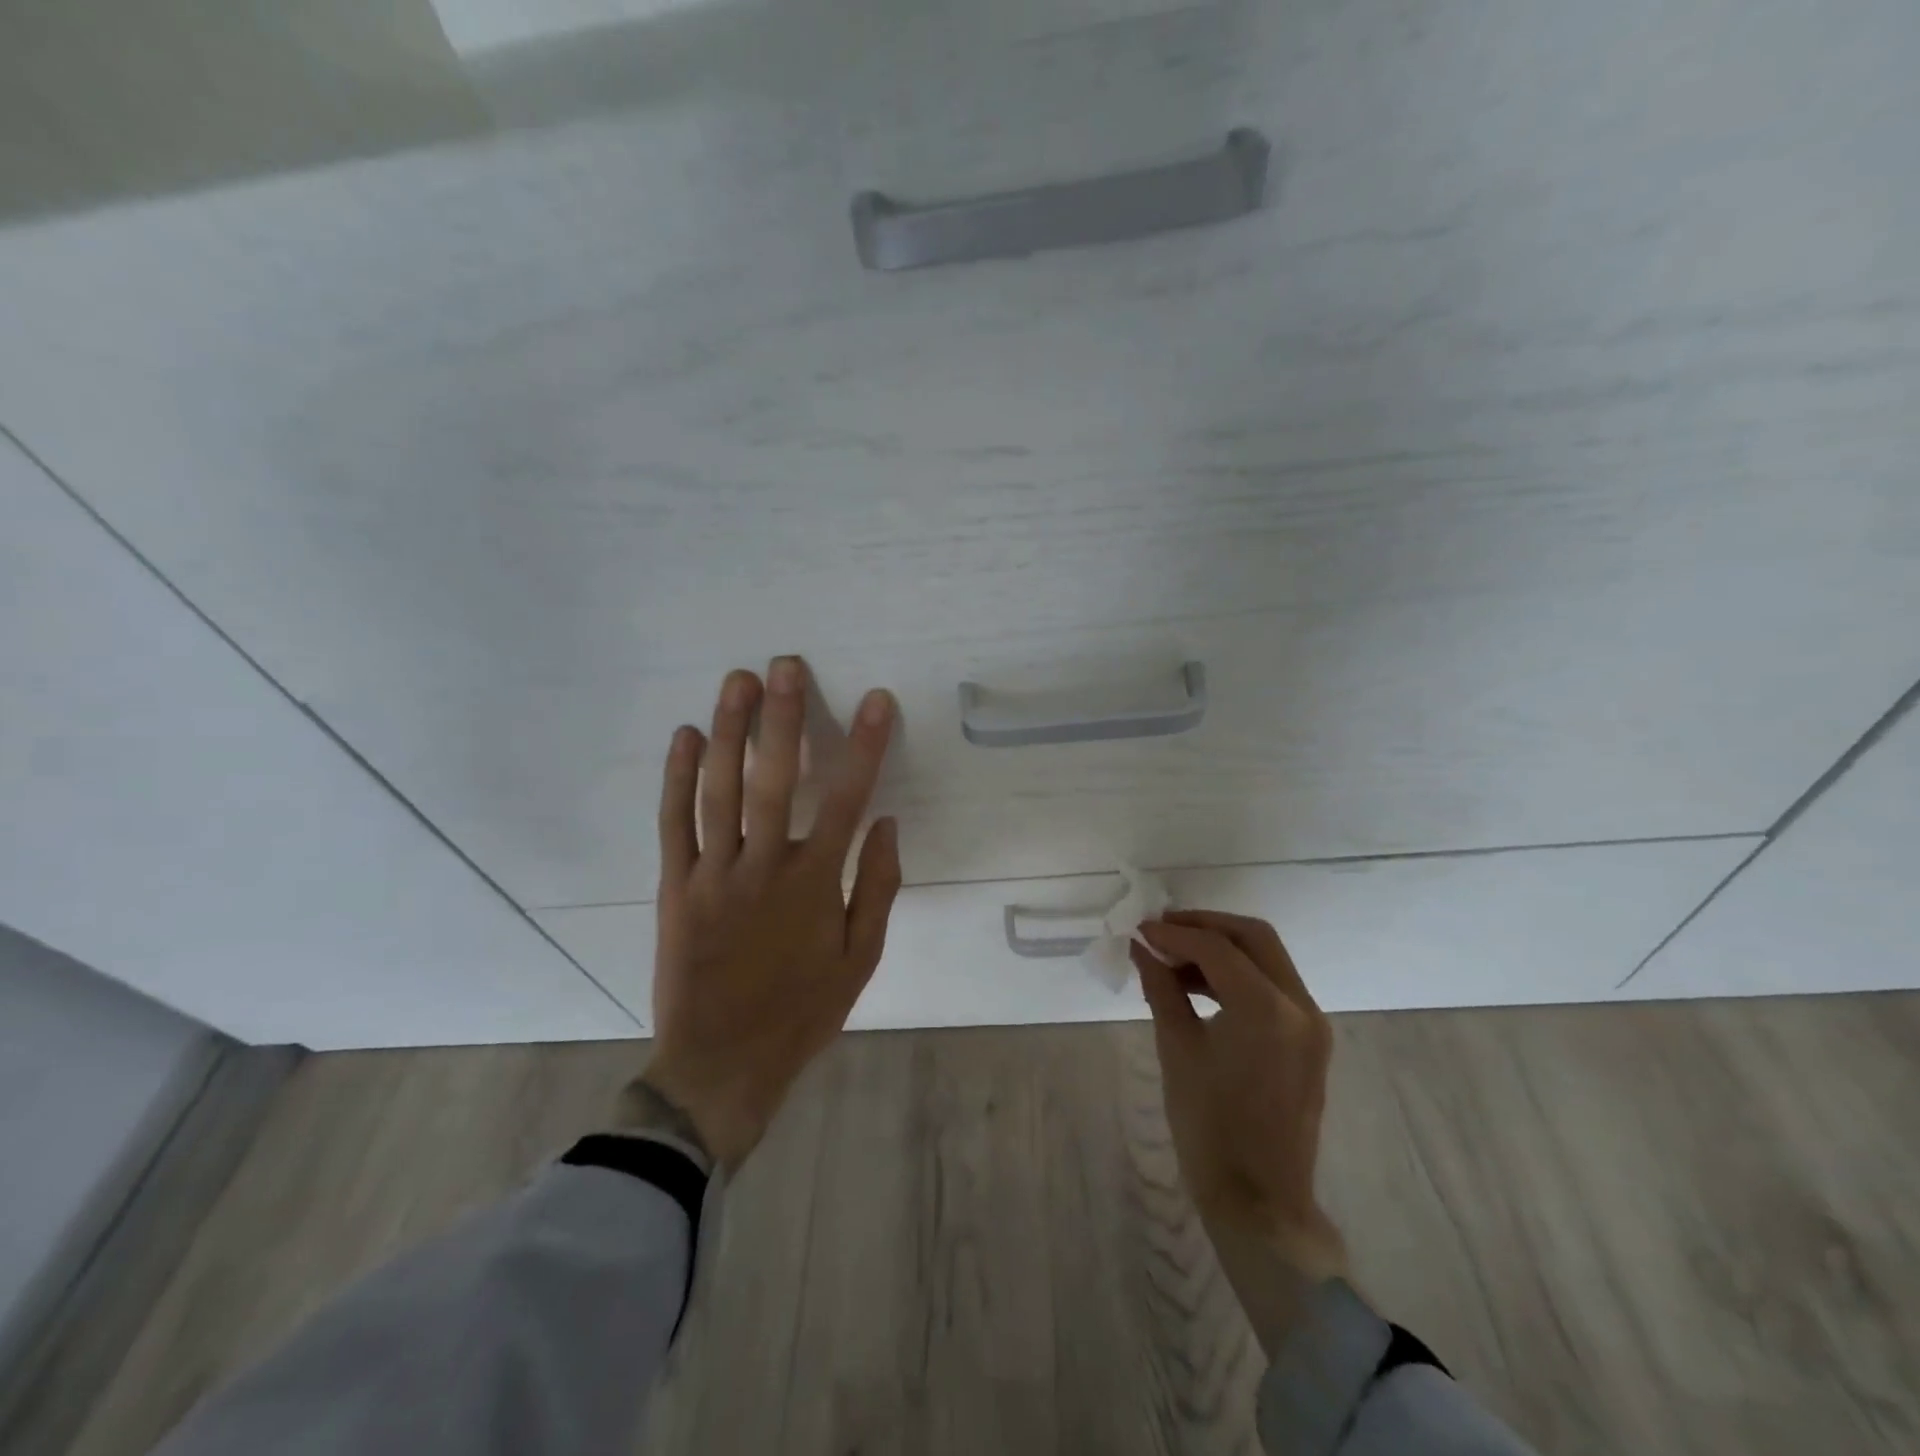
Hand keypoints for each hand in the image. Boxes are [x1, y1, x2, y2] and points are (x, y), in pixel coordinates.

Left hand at [638, 658, 901, 1168]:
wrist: (720, 1065)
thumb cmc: (801, 1012)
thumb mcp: (860, 960)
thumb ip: (876, 888)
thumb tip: (885, 824)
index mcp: (812, 885)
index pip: (845, 800)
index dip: (863, 746)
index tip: (876, 701)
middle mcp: (762, 867)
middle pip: (774, 780)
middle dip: (783, 718)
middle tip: (785, 665)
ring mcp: (712, 874)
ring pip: (719, 791)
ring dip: (730, 731)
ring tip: (738, 681)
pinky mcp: (674, 887)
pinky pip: (673, 824)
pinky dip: (678, 777)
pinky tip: (685, 735)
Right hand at [1132, 911, 1350, 1354]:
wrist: (1260, 1201)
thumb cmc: (1209, 1127)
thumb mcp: (1177, 1049)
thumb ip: (1161, 988)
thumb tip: (1142, 948)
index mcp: (1267, 1010)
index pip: (1217, 948)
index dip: (1174, 933)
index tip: (1140, 931)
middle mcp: (1300, 1006)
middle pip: (1253, 937)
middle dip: (1205, 926)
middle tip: (1162, 929)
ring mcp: (1311, 1023)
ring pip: (1266, 958)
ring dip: (1221, 949)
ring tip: (1173, 958)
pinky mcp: (1310, 1039)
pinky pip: (1273, 986)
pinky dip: (1238, 974)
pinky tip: (1198, 985)